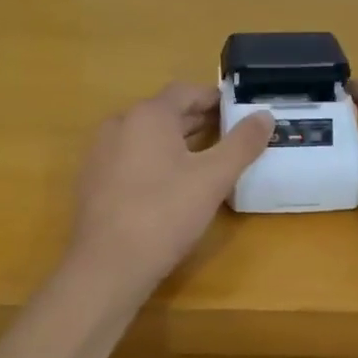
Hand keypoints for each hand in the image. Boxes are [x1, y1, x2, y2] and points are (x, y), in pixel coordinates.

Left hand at [67, 84, 274, 288]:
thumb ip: (242, 143)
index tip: (237, 111)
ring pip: (145, 136)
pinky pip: (129, 158)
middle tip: (229, 135)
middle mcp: (119, 124)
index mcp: (147, 115)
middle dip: (197, 120)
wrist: (107, 266)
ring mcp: (101, 153)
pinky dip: (153, 160)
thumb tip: (264, 115)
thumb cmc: (164, 214)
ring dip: (175, 140)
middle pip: (164, 112)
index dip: (214, 98)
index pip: (185, 91)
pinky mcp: (93, 181)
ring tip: (205, 158)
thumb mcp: (213, 178)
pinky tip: (170, 185)